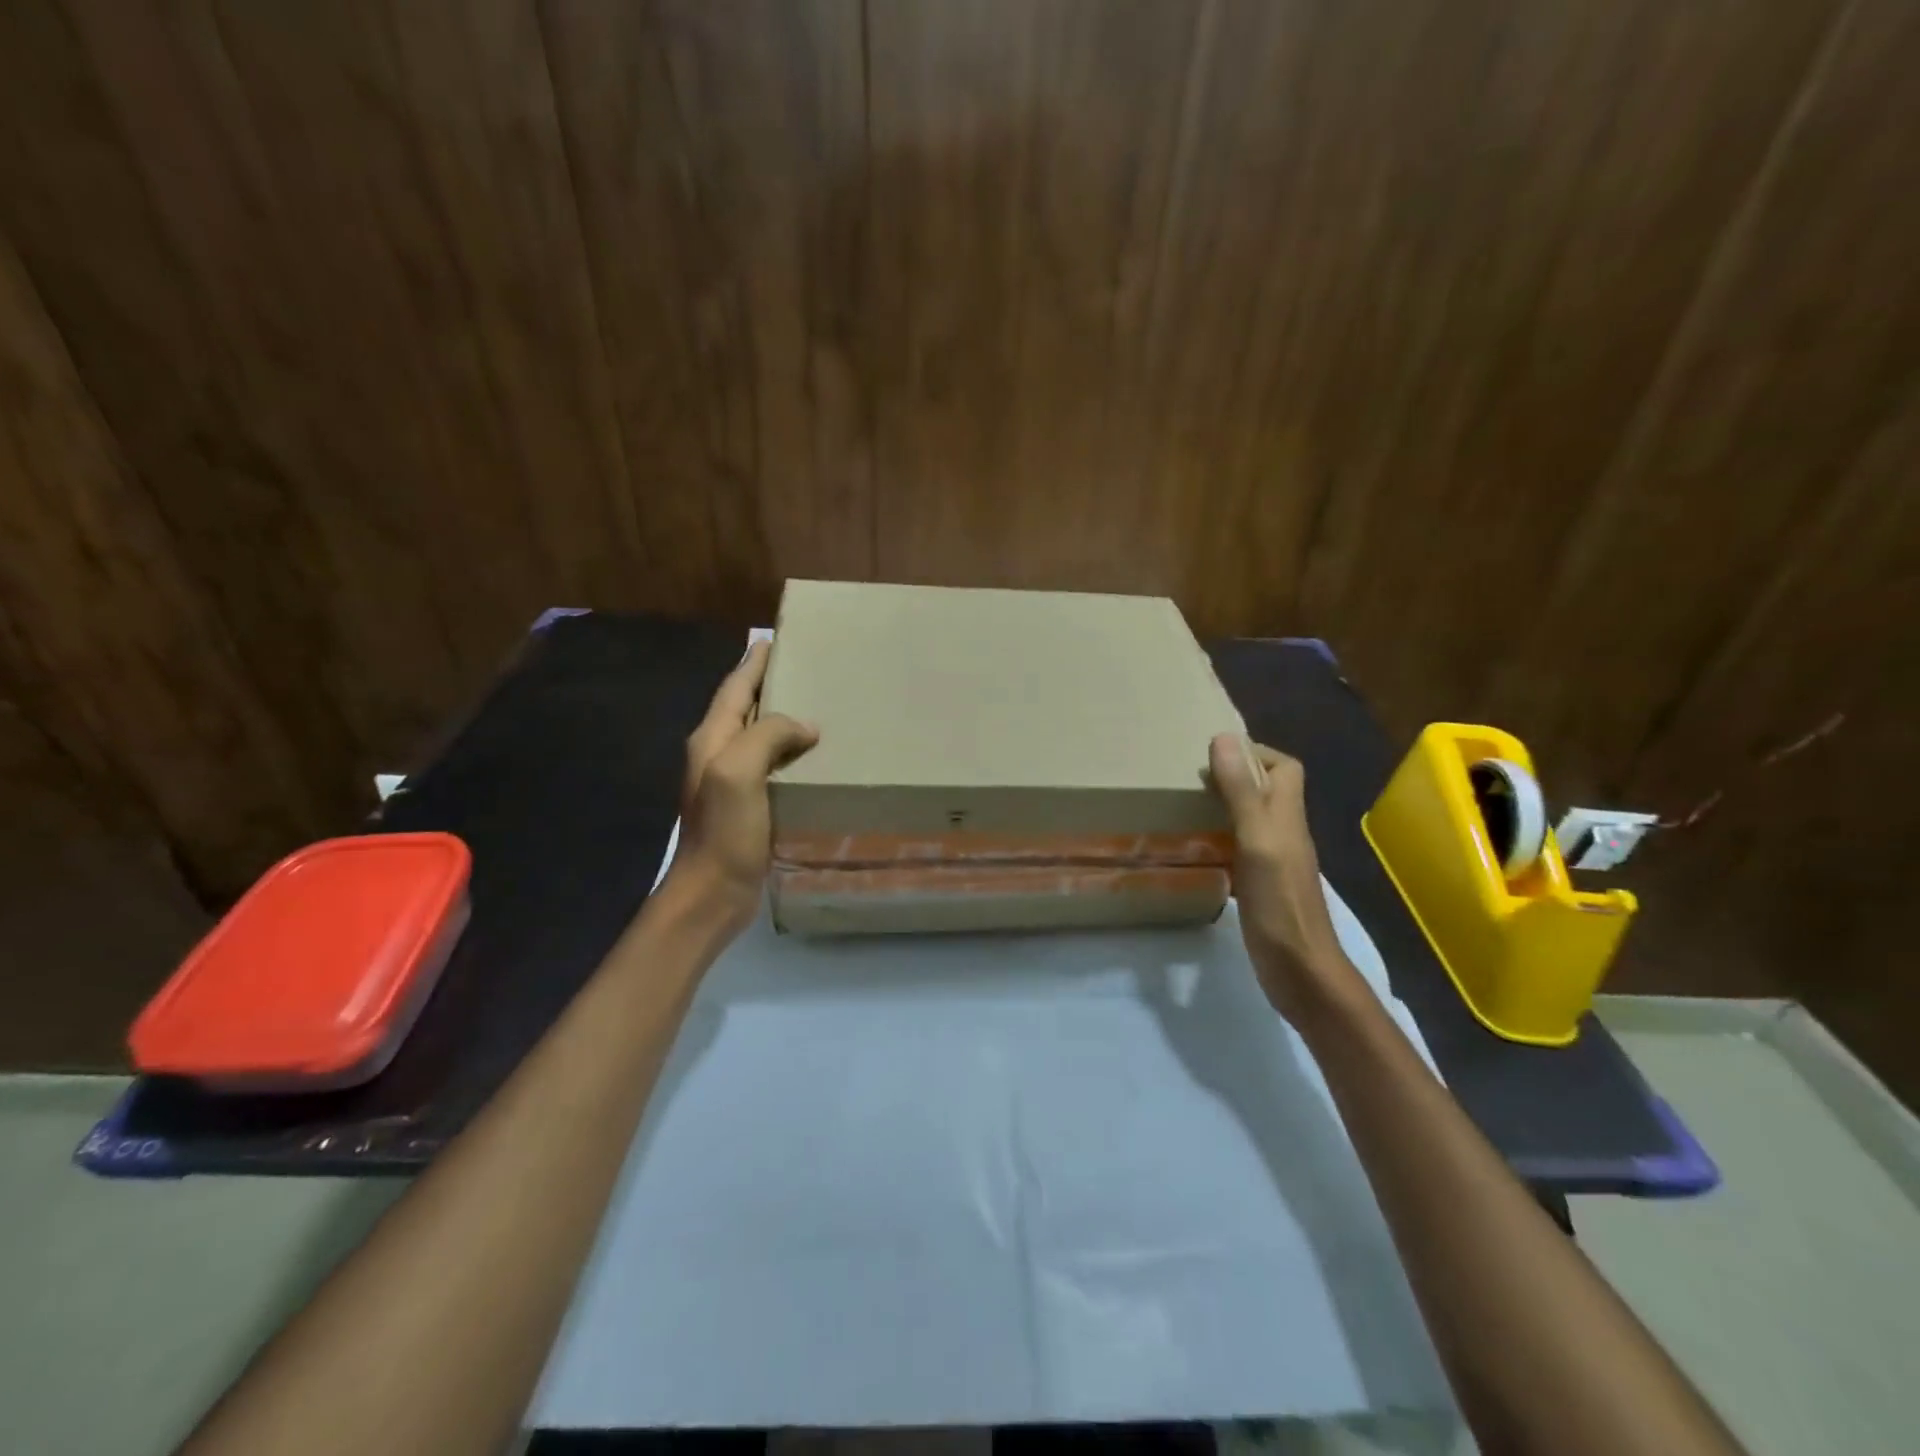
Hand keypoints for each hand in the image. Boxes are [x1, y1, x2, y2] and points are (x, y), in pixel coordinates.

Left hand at [667, 641, 818, 930]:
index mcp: (712, 739)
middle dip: (770, 685)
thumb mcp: (738, 771)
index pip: (735, 688)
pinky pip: (773, 766)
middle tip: (808, 669)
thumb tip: (806, 726)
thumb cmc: (723, 830)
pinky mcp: (749, 806)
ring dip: (783, 719)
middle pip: (745, 708)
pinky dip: (792, 753)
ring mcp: (732, 782)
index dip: (754, 663)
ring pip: (760, 737)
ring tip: (819, 706)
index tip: (775, 639)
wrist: (712, 892)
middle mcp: (718, 754)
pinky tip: (816, 757)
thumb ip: (767, 735)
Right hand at [1207, 734, 1355, 1018]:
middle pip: (1266, 791)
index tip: (1215, 755)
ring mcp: (1274, 861)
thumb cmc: (1279, 901)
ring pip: (1251, 819)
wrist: (1299, 969)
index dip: (1255, 753)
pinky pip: (1240, 849)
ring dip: (1224, 807)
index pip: (1285, 767)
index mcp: (1287, 816)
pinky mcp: (1261, 886)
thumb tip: (1223, 738)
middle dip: (1234, 777)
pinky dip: (1219, 841)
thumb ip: (1241, 791)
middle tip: (1191, 779)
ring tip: (1185, 806)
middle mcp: (1284, 833)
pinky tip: (1196, 848)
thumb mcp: (1257, 839)